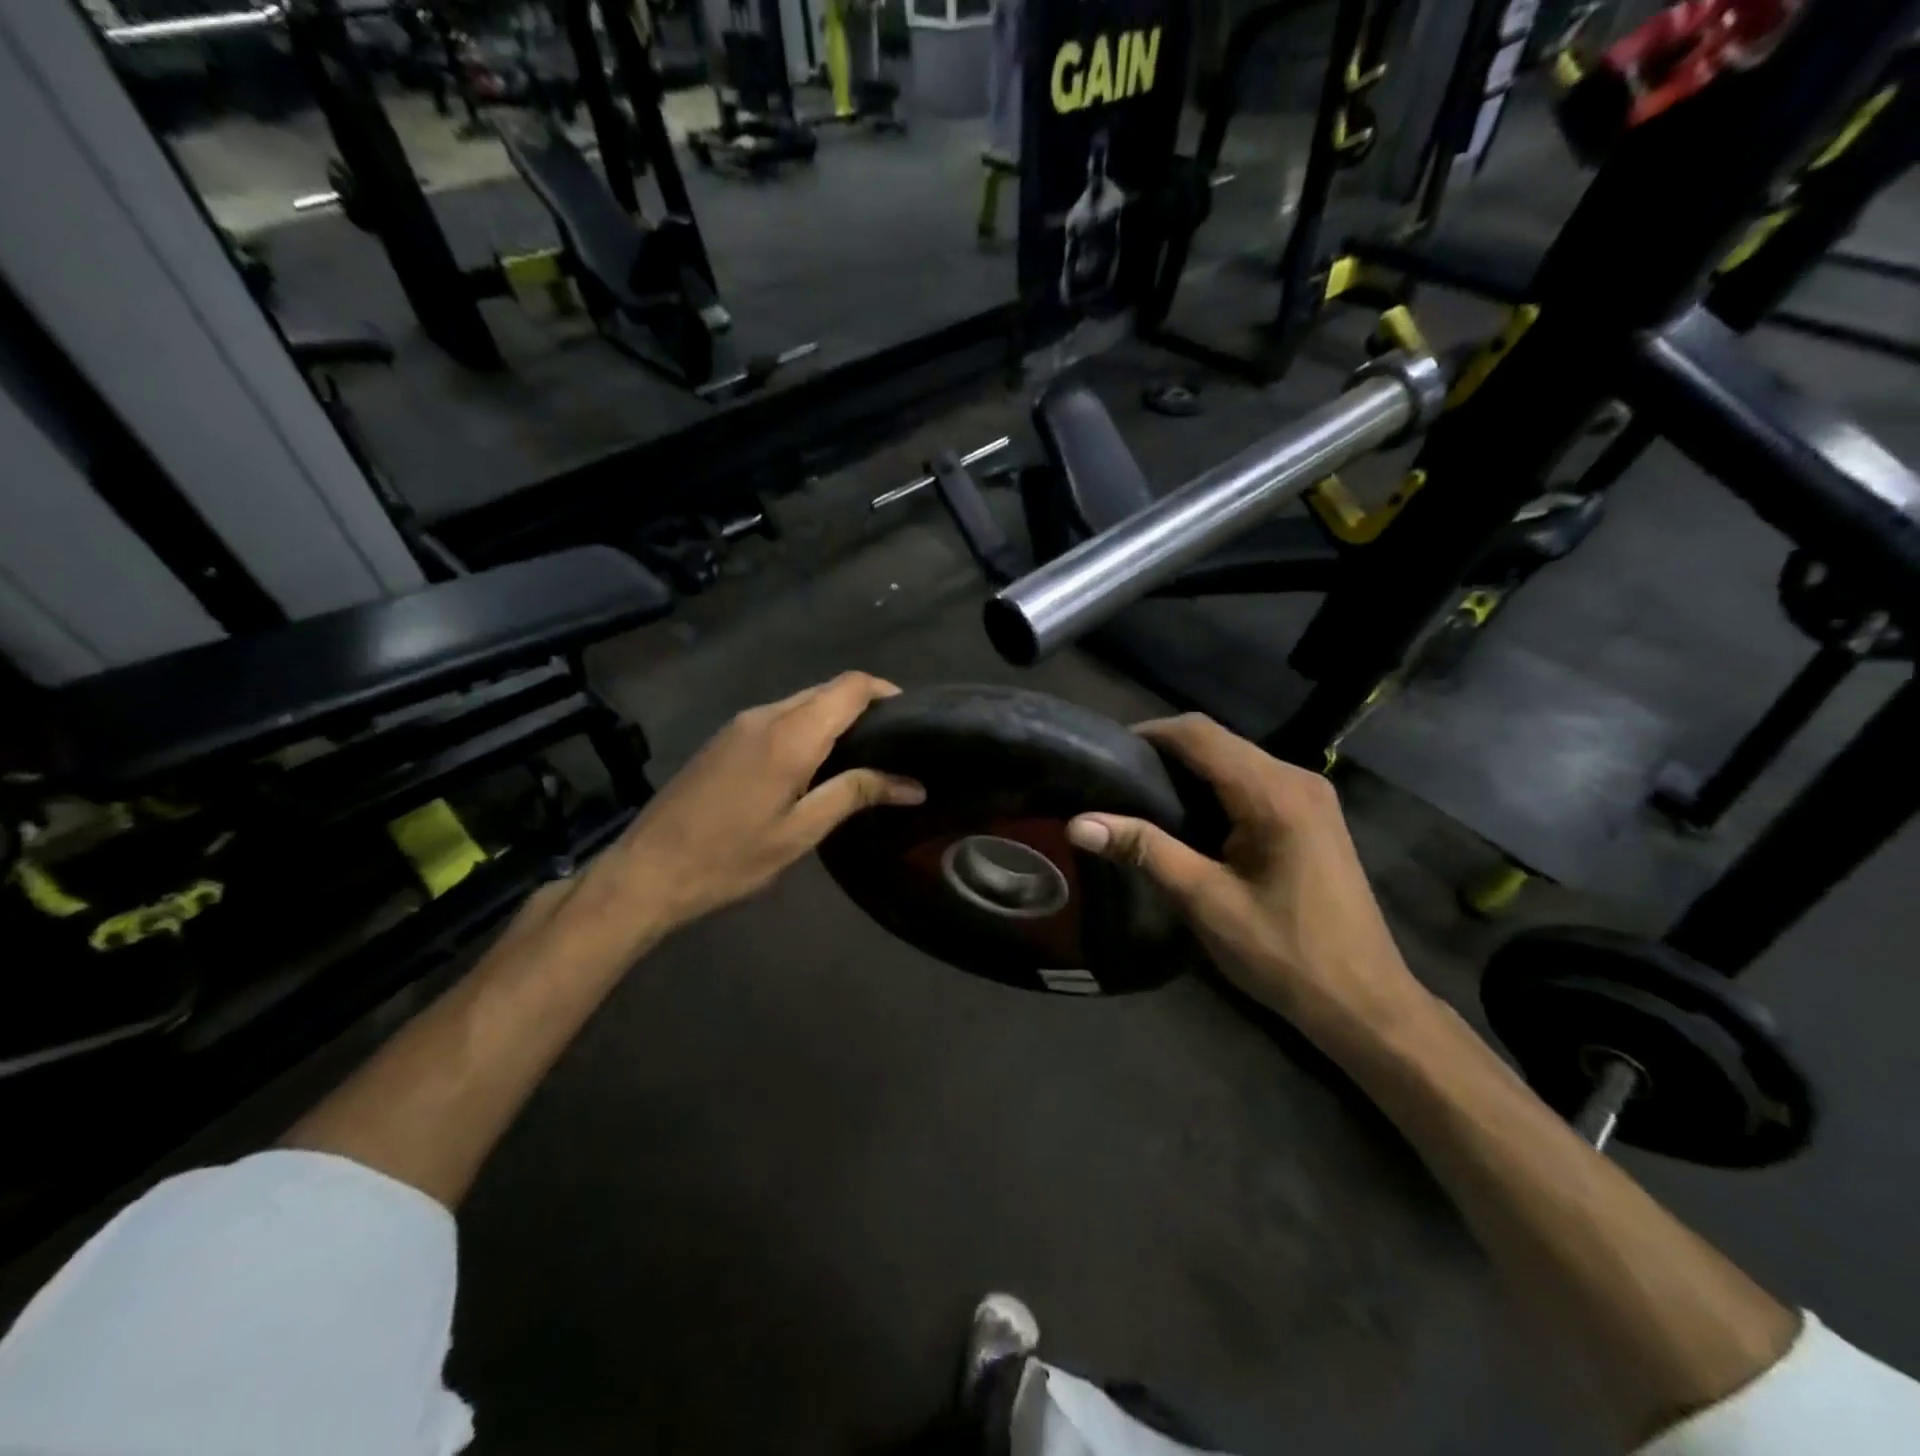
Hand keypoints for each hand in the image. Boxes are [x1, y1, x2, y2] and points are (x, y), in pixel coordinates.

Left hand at [589, 673, 923, 936]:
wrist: (647, 870)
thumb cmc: (730, 857)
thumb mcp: (800, 832)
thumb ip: (855, 795)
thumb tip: (912, 784)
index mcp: (790, 735)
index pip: (850, 687)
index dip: (886, 692)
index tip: (914, 717)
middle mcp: (766, 715)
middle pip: (827, 689)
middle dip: (864, 705)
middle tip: (895, 742)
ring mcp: (740, 723)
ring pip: (802, 701)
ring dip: (835, 716)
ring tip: (863, 754)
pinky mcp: (725, 737)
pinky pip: (779, 716)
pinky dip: (808, 726)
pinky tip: (816, 762)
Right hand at [1065, 715, 1429, 1053]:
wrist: (1363, 1002)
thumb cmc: (1285, 953)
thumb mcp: (1206, 901)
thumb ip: (1144, 851)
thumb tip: (1077, 823)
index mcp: (1274, 793)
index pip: (1200, 735)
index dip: (1149, 734)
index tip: (1104, 753)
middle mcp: (1297, 779)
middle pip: (1218, 741)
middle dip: (1164, 752)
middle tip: (1113, 778)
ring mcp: (1309, 796)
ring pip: (1234, 759)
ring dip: (1187, 770)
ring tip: (1138, 795)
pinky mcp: (1311, 815)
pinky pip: (1251, 781)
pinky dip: (1213, 788)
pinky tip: (1185, 816)